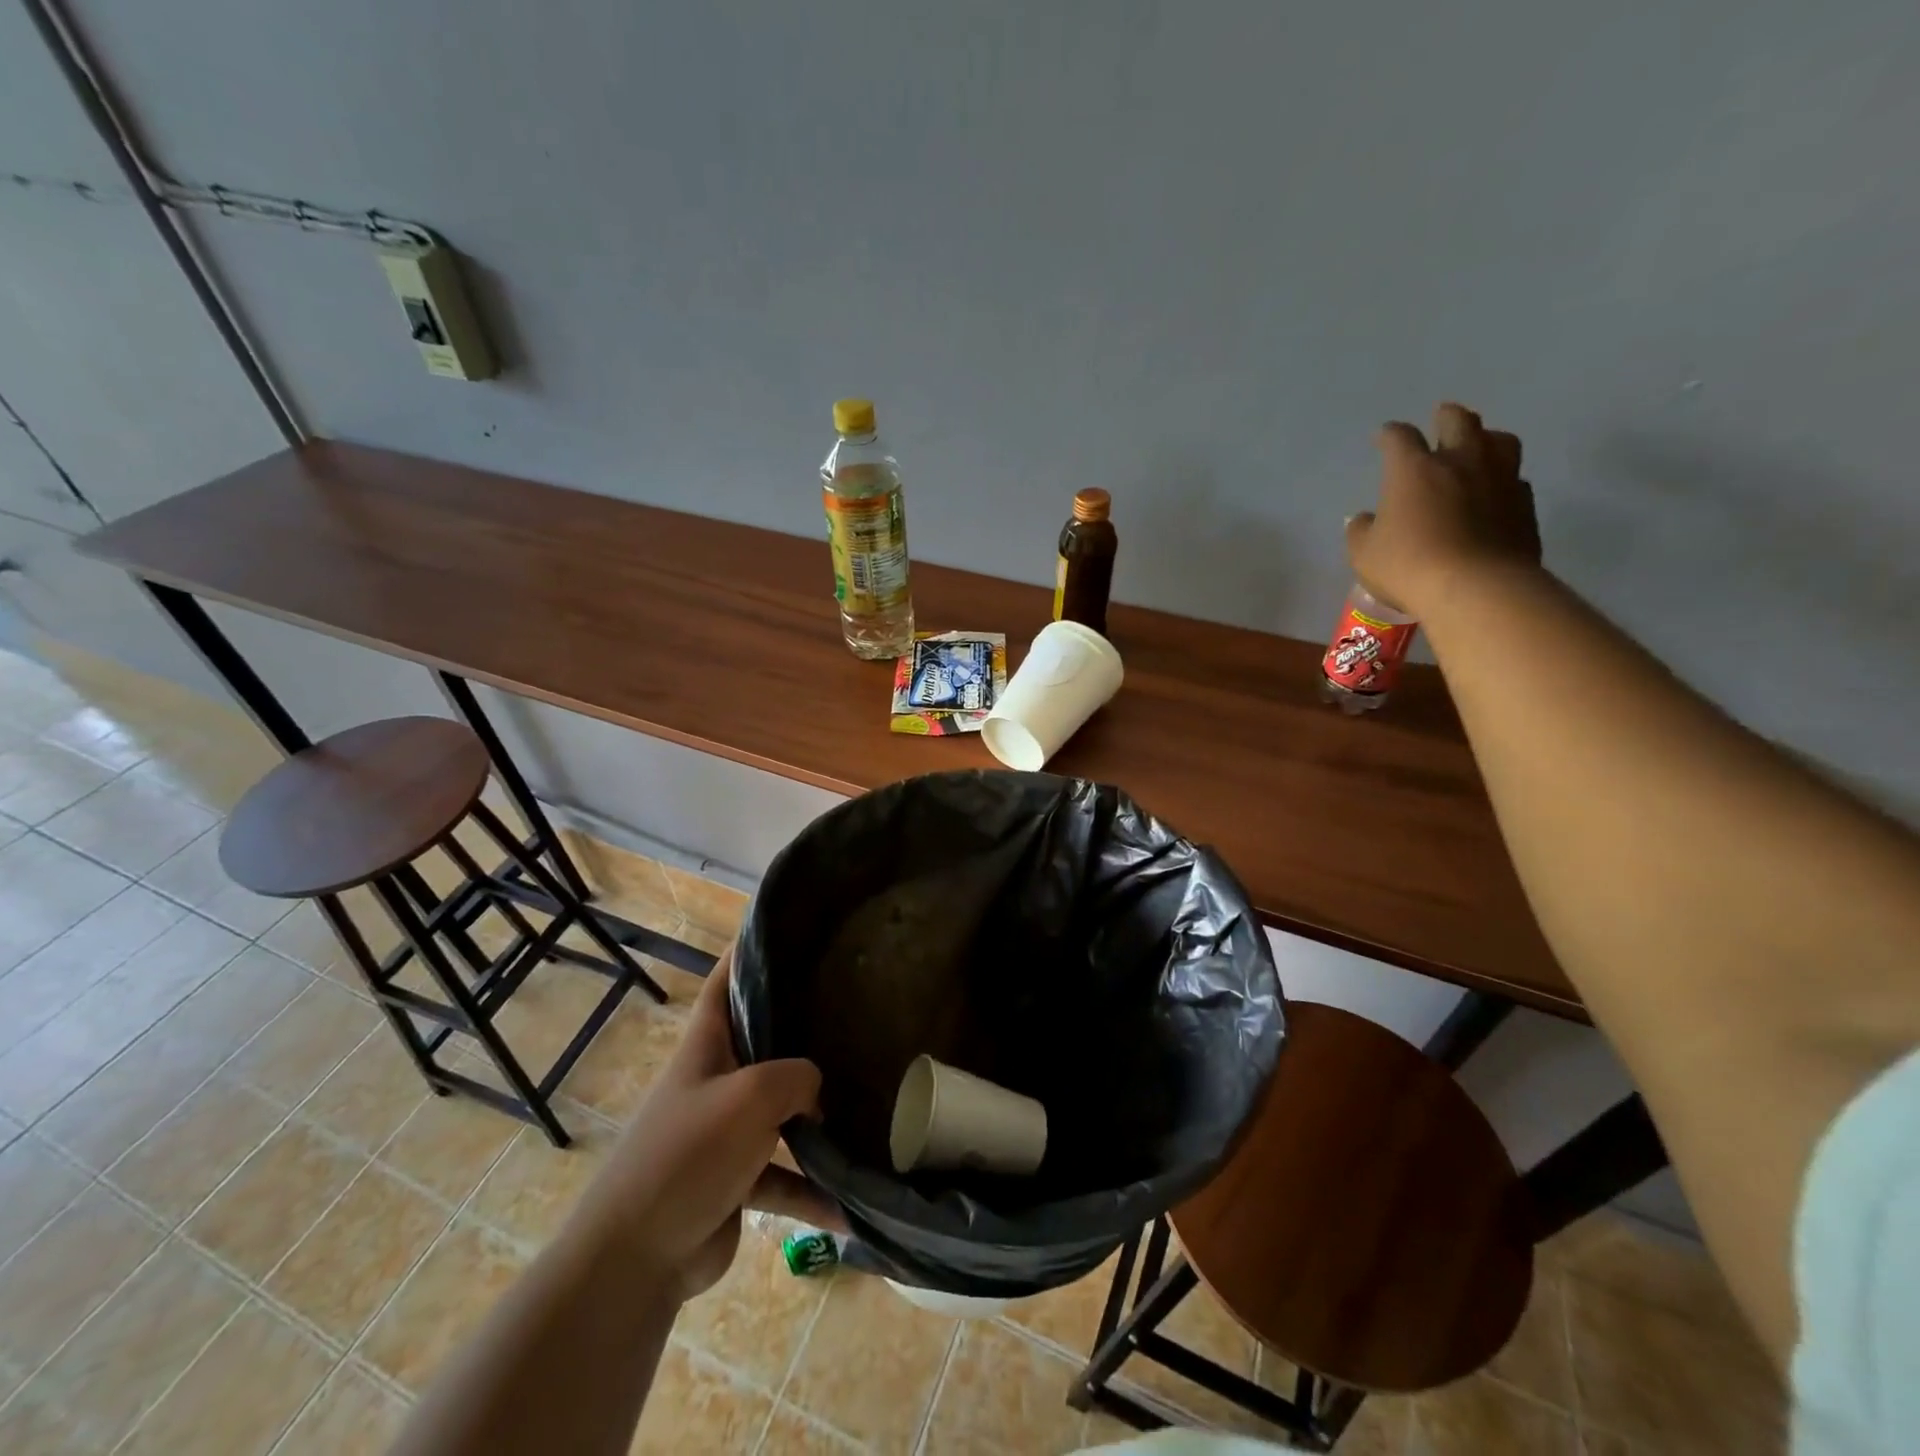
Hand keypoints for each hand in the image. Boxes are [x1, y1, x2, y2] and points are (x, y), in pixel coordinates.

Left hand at [571, 946, 840, 1303]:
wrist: (635, 1259)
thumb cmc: (689, 1154)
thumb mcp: (751, 1096)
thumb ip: (796, 1076)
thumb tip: (819, 1088)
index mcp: (707, 1047)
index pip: (726, 982)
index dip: (748, 952)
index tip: (786, 931)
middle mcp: (716, 1081)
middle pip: (763, 1043)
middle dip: (802, 1031)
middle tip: (854, 1013)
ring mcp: (725, 1133)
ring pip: (781, 1114)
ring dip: (817, 1120)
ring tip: (866, 1109)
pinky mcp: (736, 1182)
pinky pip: (783, 1177)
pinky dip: (812, 1191)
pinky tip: (850, 1205)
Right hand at [1345, 403, 1542, 616]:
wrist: (1477, 588)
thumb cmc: (1408, 566)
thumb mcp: (1364, 554)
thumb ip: (1361, 531)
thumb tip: (1365, 519)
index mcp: (1414, 469)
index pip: (1399, 438)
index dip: (1389, 435)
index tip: (1383, 436)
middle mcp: (1460, 462)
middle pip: (1459, 422)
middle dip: (1446, 416)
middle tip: (1442, 416)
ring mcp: (1499, 479)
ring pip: (1499, 441)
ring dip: (1485, 438)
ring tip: (1479, 444)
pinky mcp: (1524, 504)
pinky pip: (1514, 478)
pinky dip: (1502, 478)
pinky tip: (1495, 490)